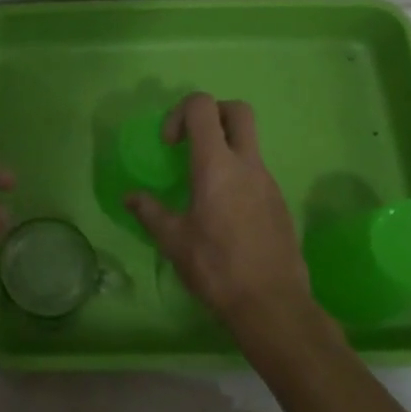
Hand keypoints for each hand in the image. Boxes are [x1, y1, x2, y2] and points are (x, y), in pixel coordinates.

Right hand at [125, 94, 317, 340]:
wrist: (273, 305)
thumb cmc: (216, 267)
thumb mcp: (173, 240)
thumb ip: (150, 212)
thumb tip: (130, 197)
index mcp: (216, 165)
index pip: (203, 106)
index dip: (180, 112)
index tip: (170, 144)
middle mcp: (247, 164)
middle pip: (238, 110)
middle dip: (213, 113)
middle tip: (192, 142)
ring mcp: (269, 182)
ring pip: (250, 143)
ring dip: (225, 148)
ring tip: (203, 186)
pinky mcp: (280, 202)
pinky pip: (257, 172)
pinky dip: (238, 176)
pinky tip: (225, 213)